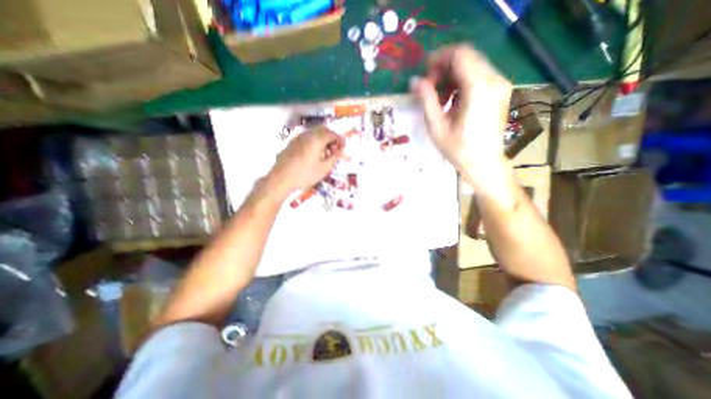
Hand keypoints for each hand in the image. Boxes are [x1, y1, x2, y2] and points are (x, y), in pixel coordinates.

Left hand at [267, 126, 344, 198]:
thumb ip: (334, 158)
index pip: (332, 134)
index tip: (344, 146)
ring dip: (322, 137)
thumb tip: (342, 151)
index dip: (340, 139)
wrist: (281, 178)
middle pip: (323, 129)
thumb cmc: (305, 175)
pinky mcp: (292, 142)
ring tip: (325, 151)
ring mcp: (298, 137)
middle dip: (331, 136)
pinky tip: (313, 152)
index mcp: (317, 140)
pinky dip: (314, 140)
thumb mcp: (323, 169)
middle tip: (335, 147)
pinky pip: (306, 136)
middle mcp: (307, 135)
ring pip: (314, 132)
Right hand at [411, 43, 510, 186]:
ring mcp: (499, 84)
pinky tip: (452, 100)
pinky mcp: (499, 91)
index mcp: (478, 88)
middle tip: (429, 88)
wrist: (483, 163)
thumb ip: (427, 100)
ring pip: (472, 65)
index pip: (459, 54)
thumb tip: (415, 81)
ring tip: (439, 98)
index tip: (424, 75)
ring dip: (451, 76)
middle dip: (443, 68)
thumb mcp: (437, 127)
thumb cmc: (458, 149)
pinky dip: (461, 82)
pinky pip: (478, 75)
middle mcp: (494, 80)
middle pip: (466, 57)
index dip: (438, 59)